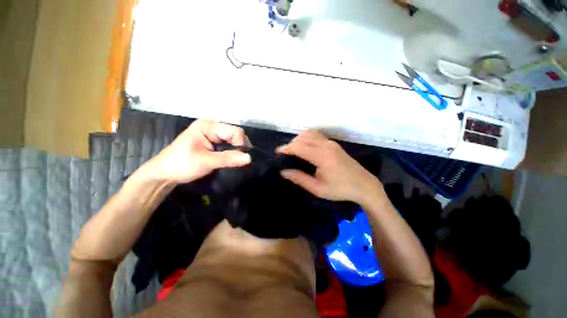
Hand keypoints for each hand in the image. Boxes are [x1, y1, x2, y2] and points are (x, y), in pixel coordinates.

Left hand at [150, 119, 251, 183]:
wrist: (165, 174)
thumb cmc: (182, 165)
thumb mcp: (206, 162)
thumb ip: (228, 159)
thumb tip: (249, 158)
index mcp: (208, 126)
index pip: (234, 131)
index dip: (241, 143)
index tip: (242, 157)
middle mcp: (212, 126)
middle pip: (235, 133)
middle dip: (240, 146)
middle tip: (240, 160)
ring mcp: (212, 133)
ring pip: (233, 138)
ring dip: (237, 149)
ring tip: (237, 159)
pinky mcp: (212, 141)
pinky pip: (228, 143)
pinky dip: (232, 150)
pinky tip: (232, 157)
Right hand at [277, 131, 381, 203]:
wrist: (364, 185)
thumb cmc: (340, 189)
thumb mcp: (317, 188)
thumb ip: (299, 178)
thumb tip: (283, 171)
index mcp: (322, 156)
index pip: (298, 147)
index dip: (286, 148)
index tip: (277, 153)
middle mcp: (326, 145)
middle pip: (302, 138)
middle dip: (291, 144)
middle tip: (285, 155)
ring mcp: (331, 143)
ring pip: (309, 134)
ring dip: (299, 140)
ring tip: (293, 151)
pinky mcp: (334, 144)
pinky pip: (317, 135)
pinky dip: (307, 137)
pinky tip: (305, 146)